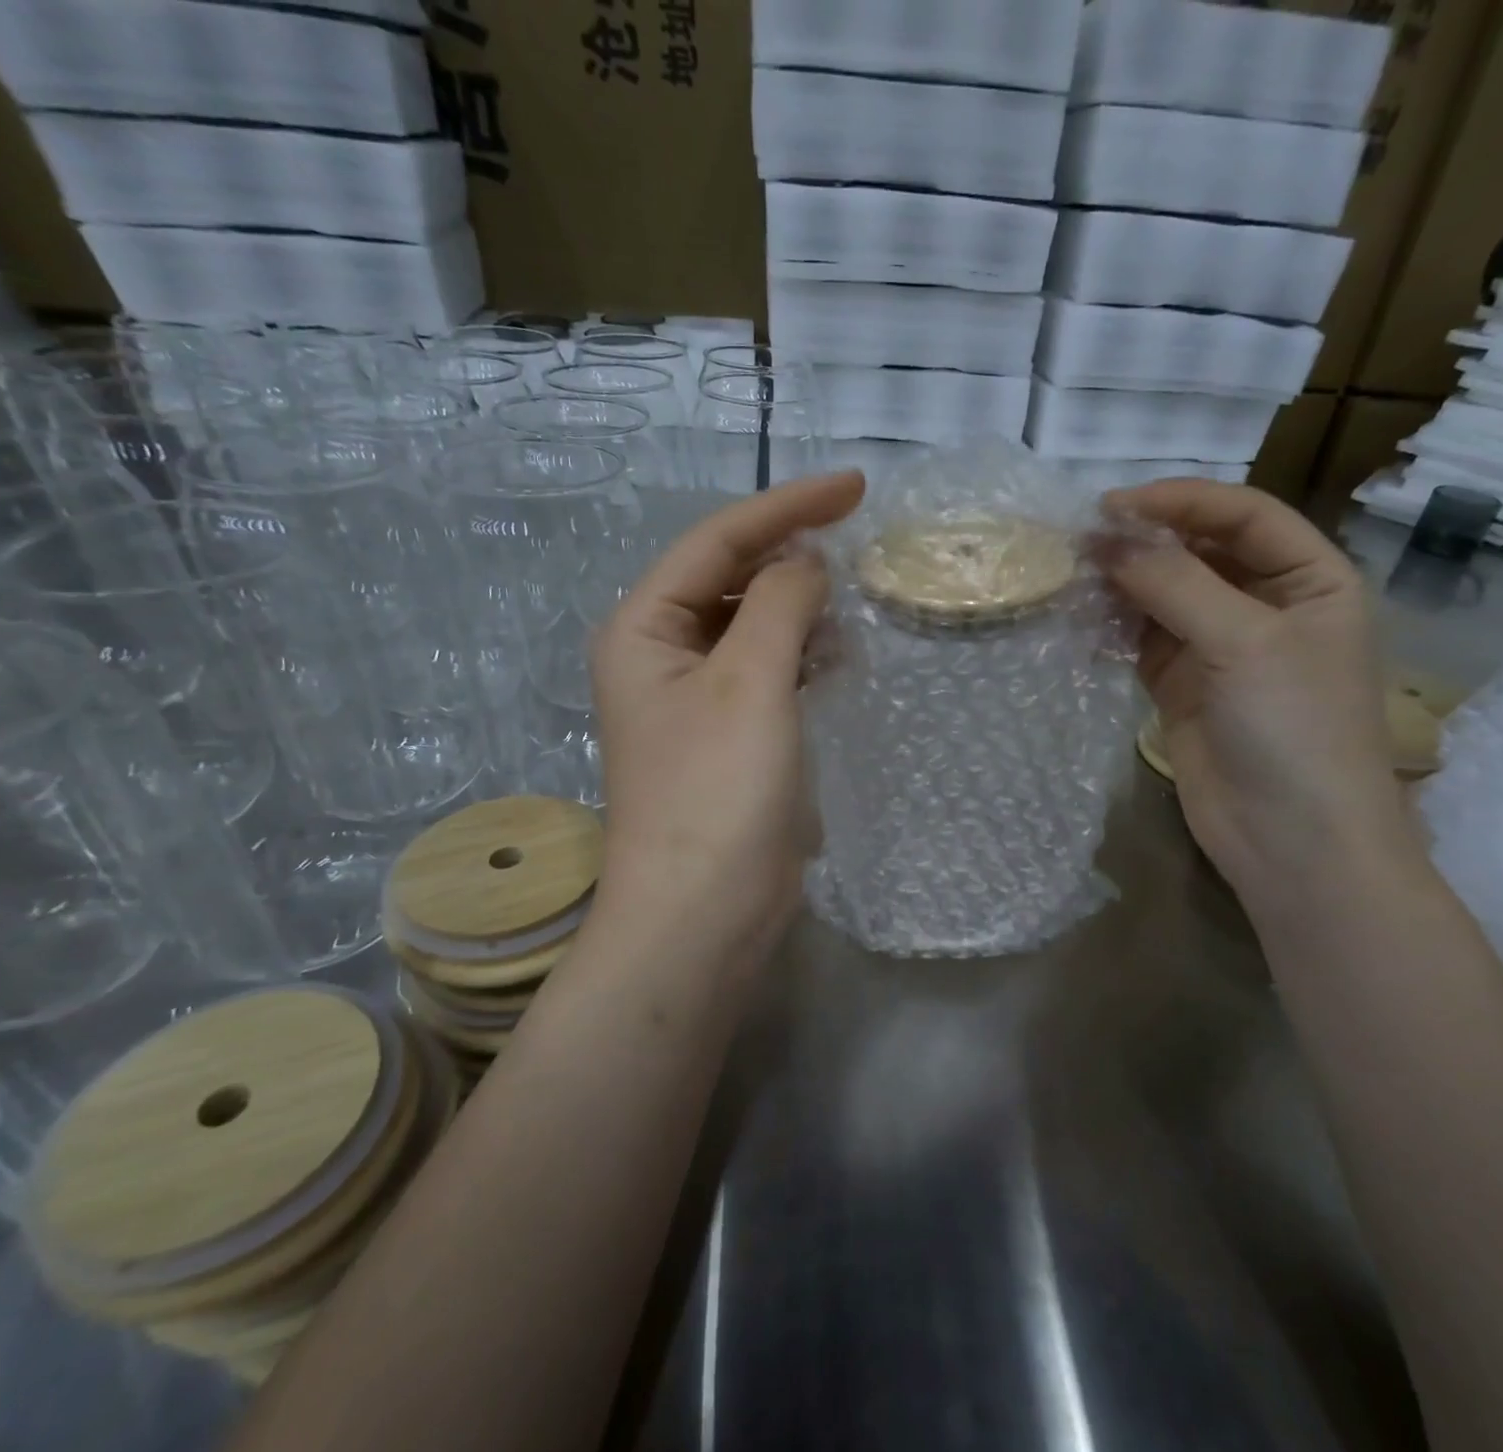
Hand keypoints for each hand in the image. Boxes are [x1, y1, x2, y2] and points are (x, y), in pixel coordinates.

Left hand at [591, 471, 865, 967]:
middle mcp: (661, 653)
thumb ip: (779, 603)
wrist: (702, 913)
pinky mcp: (728, 734)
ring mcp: (695, 697)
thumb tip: (806, 561)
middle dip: (791, 557)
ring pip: (753, 625)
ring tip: (852, 605)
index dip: (786, 507)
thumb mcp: (750, 682)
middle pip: (731, 578)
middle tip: (858, 544)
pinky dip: (801, 654)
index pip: (718, 541)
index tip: (855, 486)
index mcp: (644, 627)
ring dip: (800, 608)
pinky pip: (767, 670)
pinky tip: (837, 657)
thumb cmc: (717, 791)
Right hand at [1099, 480, 1417, 890]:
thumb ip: (1174, 584)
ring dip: (1122, 586)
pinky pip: (1144, 642)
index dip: (1181, 502)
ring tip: (1072, 578)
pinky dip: (1115, 629)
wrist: (1293, 842)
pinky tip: (1083, 622)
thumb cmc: (1294, 729)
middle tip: (1079, 542)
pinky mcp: (1183, 688)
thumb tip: (1107, 539)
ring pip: (1164, 597)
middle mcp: (1266, 606)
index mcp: (1310, 579)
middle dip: (1143, 544)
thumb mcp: (1243, 642)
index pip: (1242, 516)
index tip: (1113, 506)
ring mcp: (1221, 649)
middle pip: (1198, 553)